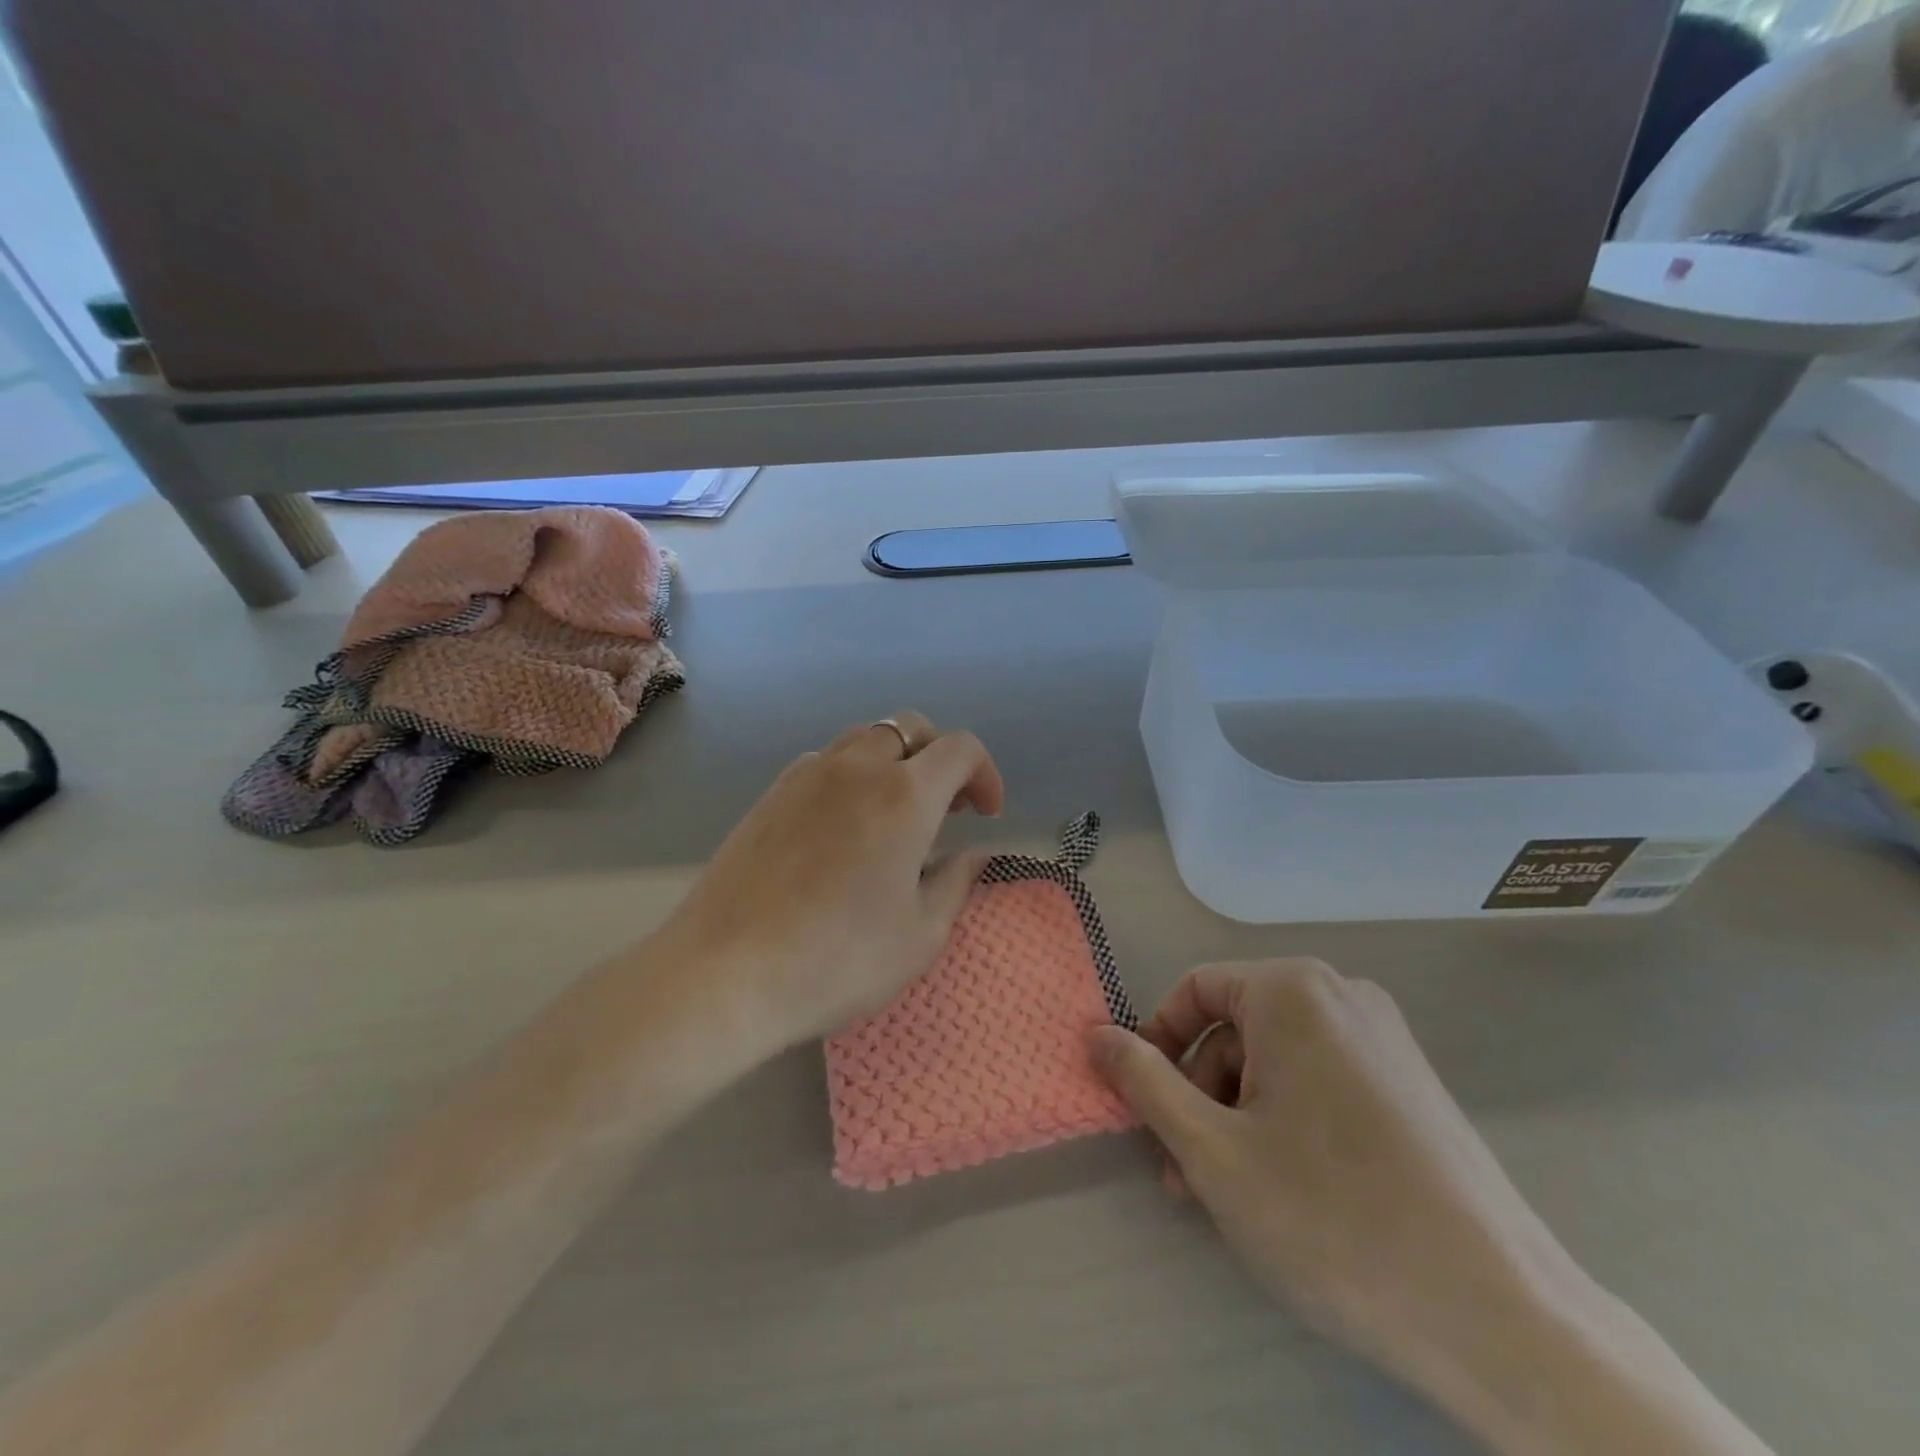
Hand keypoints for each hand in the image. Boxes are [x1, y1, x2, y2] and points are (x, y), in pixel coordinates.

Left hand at [659, 711, 1004, 1052]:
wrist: (724, 973)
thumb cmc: (837, 960)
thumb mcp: (920, 936)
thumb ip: (956, 883)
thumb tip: (973, 854)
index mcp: (904, 796)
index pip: (960, 748)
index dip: (985, 773)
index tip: (986, 814)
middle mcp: (856, 768)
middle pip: (910, 727)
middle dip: (940, 758)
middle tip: (946, 808)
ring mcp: (806, 776)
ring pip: (865, 739)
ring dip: (894, 762)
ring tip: (894, 814)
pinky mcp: (770, 794)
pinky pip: (825, 762)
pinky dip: (851, 776)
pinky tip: (843, 826)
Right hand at [1087, 960, 1584, 1408]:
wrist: (1501, 1316)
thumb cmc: (1331, 1214)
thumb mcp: (1211, 1149)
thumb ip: (1144, 1081)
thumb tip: (1095, 1034)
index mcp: (1293, 991)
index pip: (1196, 991)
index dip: (1156, 1043)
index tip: (1142, 1105)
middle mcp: (1342, 997)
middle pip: (1236, 1029)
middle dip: (1198, 1095)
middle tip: (1181, 1169)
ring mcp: (1385, 1041)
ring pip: (1276, 1062)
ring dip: (1235, 1117)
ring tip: (1224, 1194)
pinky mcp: (1411, 1087)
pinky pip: (1320, 1083)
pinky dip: (1284, 1123)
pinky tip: (1280, 1191)